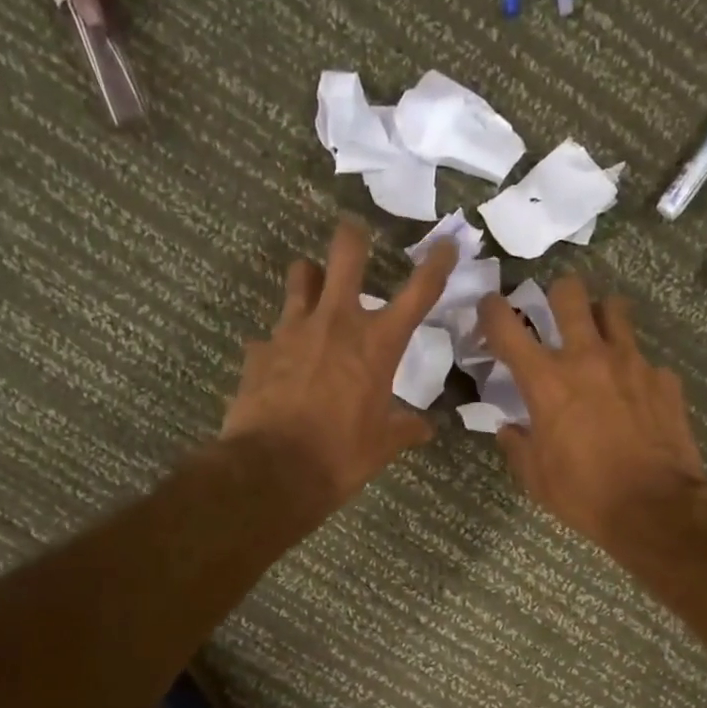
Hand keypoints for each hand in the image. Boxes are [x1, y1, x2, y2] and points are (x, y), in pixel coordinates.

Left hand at [222, 219, 457, 508]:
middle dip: (354, 237)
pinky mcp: (259, 350)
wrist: (274, 471)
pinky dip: (280, 344)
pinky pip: (271, 335)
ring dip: (311, 279)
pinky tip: (282, 364)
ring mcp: (292, 331)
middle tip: (356, 237)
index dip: (436, 265)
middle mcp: (336, 323)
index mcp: (377, 344)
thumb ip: (405, 428)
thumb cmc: (341, 456)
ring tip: (315, 292)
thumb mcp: (383, 445)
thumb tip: (425, 428)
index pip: (418, 293)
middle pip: (346, 253)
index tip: (447, 245)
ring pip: (301, 277)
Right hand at [477, 279, 706, 544]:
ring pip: (614, 309)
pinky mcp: (664, 379)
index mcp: (546, 380)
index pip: (507, 326)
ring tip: (600, 340)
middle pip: (569, 293)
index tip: (490, 309)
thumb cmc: (584, 494)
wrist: (654, 507)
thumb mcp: (536, 478)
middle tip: (556, 315)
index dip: (492, 310)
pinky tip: (636, 396)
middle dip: (557, 295)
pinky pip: (646, 360)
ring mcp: (631, 362)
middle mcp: (587, 357)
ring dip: (601, 317)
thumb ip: (518, 445)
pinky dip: (635, 371)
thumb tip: (509, 428)